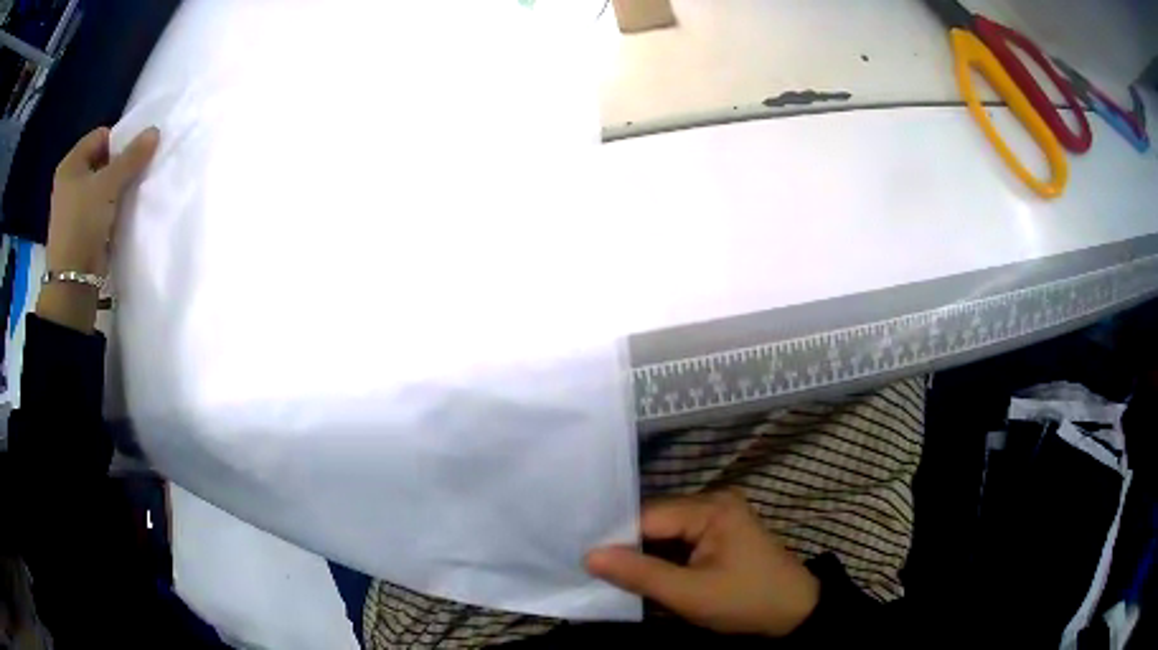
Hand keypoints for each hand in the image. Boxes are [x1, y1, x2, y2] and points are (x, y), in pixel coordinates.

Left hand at [37, 126, 158, 331]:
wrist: (73, 282)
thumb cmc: (83, 224)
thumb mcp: (109, 184)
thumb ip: (132, 157)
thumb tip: (155, 131)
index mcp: (71, 163)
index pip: (101, 136)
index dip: (119, 141)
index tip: (133, 156)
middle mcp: (70, 180)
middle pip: (102, 160)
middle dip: (119, 165)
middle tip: (135, 174)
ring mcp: (73, 206)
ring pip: (102, 184)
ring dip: (117, 187)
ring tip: (130, 194)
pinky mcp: (81, 227)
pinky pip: (100, 206)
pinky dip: (111, 206)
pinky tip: (121, 212)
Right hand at [586, 491, 819, 637]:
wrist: (794, 614)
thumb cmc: (746, 602)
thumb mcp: (690, 594)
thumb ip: (640, 574)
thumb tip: (588, 555)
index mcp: (711, 507)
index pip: (648, 516)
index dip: (614, 537)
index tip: (580, 556)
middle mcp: (713, 502)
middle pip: (655, 520)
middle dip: (626, 545)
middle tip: (587, 565)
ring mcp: (717, 517)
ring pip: (664, 532)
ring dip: (641, 553)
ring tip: (604, 569)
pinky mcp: (718, 535)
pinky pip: (678, 540)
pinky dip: (660, 558)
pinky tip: (638, 572)